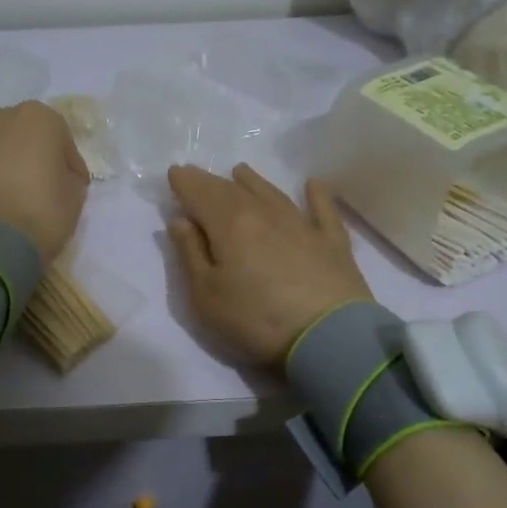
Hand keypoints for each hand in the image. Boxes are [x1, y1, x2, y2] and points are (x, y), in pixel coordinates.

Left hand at [0, 102, 89, 263]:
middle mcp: (0, 116)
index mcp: (39, 119)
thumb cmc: (41, 219)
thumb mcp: (75, 199)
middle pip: (19, 130)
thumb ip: (67, 176)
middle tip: (30, 187)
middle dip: (27, 153)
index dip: (65, 163)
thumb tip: (56, 175)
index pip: (60, 137)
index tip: (67, 186)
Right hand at [166, 164, 373, 366]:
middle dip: (210, 181)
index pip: (200, 195)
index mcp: (229, 225)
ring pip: (272, 193)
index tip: (174, 172)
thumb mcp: (206, 296)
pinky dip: (316, 194)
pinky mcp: (332, 241)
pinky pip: (322, 209)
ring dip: (253, 181)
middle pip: (232, 191)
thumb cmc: (255, 319)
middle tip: (197, 173)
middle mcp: (264, 214)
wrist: (328, 336)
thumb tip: (180, 220)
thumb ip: (190, 254)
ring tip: (240, 171)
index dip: (185, 183)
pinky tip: (312, 183)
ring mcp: (302, 225)